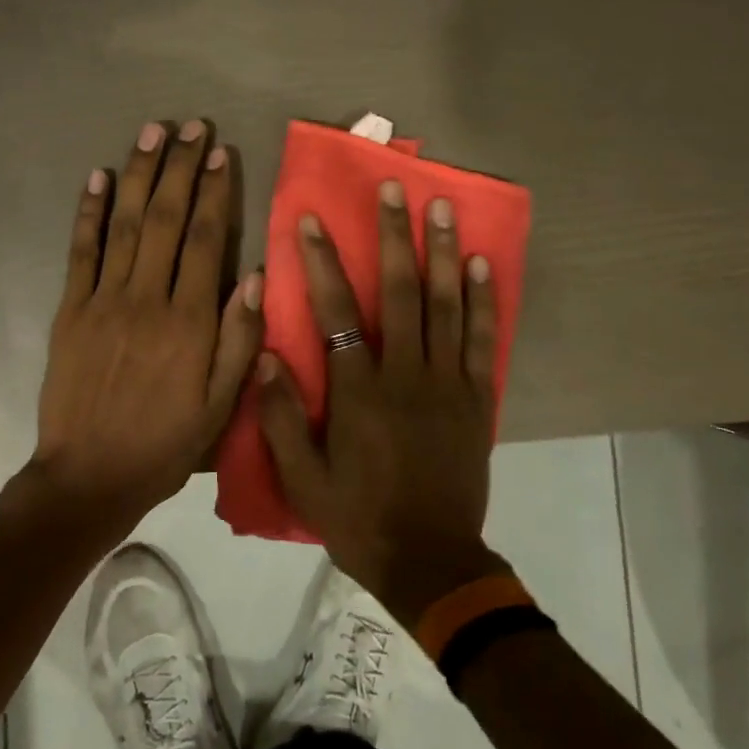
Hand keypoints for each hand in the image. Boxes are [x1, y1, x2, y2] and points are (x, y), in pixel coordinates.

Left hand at [26, 120, 264, 533]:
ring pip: (125, 223)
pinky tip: (97, 177)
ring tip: (152, 133)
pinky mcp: (70, 310)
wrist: (88, 476)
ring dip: (140, 174)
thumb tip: (255, 276)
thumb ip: (240, 340)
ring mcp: (103, 300)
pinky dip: (88, 211)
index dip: (216, 192)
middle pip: (167, 219)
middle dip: (182, 168)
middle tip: (192, 126)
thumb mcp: (220, 406)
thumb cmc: (165, 444)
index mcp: (189, 322)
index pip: (206, 239)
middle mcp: (147, 298)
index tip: (222, 153)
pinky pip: (80, 251)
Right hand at [257, 180, 506, 624]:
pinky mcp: (476, 398)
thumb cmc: (361, 520)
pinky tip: (482, 264)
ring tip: (442, 207)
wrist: (431, 561)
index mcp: (359, 392)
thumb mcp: (304, 480)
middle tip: (394, 187)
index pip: (336, 312)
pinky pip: (481, 339)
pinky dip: (484, 299)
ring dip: (443, 252)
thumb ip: (283, 417)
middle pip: (399, 291)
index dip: (322, 263)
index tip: (312, 220)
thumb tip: (264, 356)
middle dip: (393, 236)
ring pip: (445, 304)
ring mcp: (447, 383)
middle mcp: (405, 375)